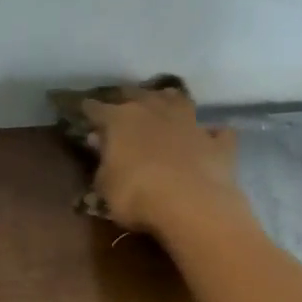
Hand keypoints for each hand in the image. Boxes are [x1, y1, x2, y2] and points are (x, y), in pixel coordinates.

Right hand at [83, 84, 242, 232]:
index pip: (98, 109)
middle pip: (139, 95)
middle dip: (128, 98)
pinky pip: (215, 133)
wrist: (192, 206)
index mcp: (121, 120)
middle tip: (122, 102)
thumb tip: (99, 142)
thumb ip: (102, 163)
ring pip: (178, 101)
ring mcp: (190, 123)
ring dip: (169, 102)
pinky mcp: (217, 143)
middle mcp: (155, 111)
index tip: (83, 109)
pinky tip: (209, 137)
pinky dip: (211, 134)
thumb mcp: (105, 186)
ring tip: (164, 103)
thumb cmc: (136, 195)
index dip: (89, 110)